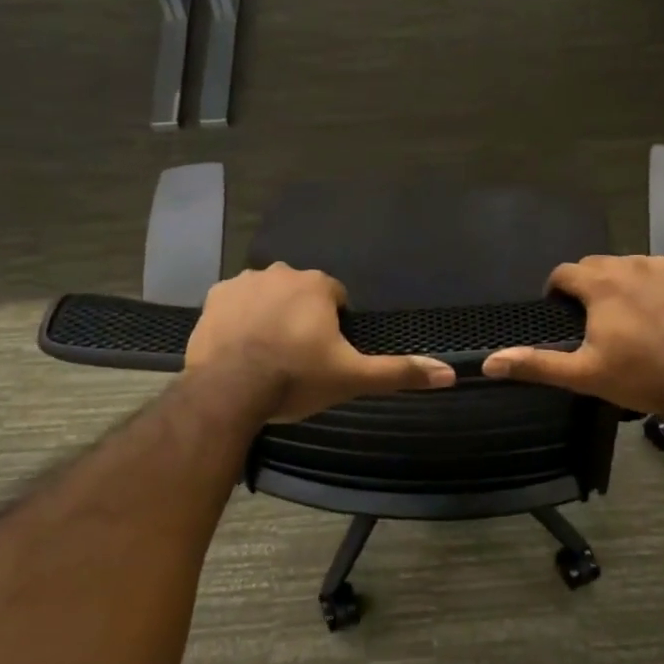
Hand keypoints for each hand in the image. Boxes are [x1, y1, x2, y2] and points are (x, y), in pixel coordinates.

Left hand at [184, 263, 456, 422]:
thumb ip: (399, 372)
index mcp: (318, 285)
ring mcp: (244, 283)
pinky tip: (239, 348)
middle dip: (301, 317)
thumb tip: (449, 373)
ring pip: (267, 295)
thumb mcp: (352, 378)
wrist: (229, 390)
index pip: (336, 298)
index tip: (325, 354)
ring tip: (266, 354)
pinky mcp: (214, 298)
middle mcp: (281, 272)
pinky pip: (235, 304)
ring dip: (270, 315)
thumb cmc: (296, 378)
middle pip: (301, 294)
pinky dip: (239, 319)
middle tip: (297, 357)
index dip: (334, 326)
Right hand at [482, 255, 663, 414]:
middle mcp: (631, 264)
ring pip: (634, 265)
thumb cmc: (643, 375)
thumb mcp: (585, 374)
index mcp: (601, 285)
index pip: (565, 272)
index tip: (560, 309)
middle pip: (599, 265)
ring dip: (626, 283)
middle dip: (591, 285)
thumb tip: (490, 362)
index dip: (557, 289)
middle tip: (597, 317)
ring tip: (634, 315)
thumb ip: (537, 364)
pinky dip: (660, 284)